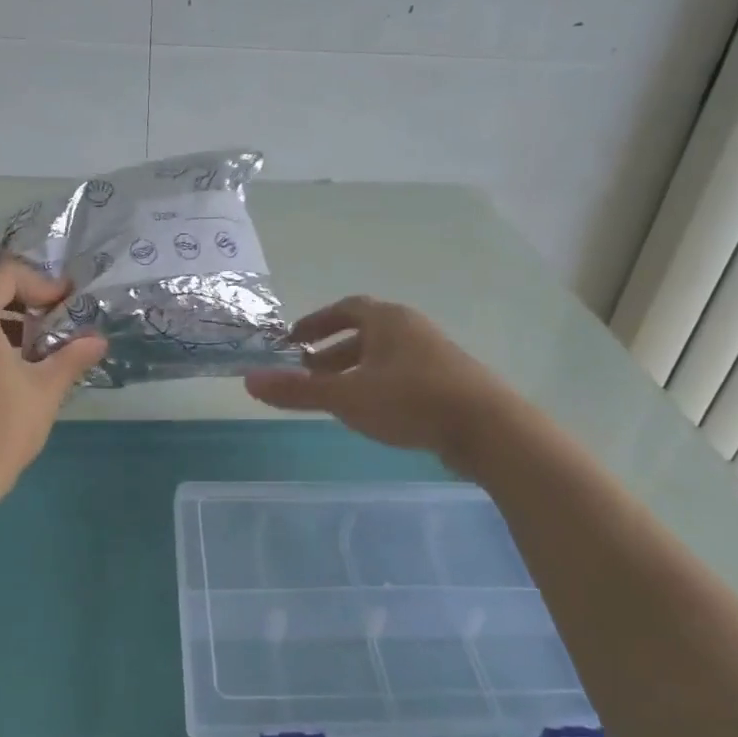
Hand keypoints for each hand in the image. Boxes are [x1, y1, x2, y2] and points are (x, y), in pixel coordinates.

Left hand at [0, 256, 105, 496]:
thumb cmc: (4, 425)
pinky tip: (20, 359)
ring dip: (9, 312)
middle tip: (56, 314)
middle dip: (25, 293)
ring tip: (41, 338)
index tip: (67, 304)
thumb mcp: (47, 386)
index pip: (5, 273)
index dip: (41, 282)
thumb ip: (73, 355)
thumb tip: (98, 340)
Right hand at [244, 296, 508, 473]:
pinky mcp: (448, 382)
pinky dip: (378, 386)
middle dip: (332, 353)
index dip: (316, 322)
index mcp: (387, 320)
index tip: (293, 341)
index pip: (345, 308)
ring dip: (355, 371)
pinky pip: (402, 375)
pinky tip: (372, 413)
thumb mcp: (346, 397)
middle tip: (307, 373)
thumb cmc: (411, 400)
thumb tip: (249, 381)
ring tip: (334, 397)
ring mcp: (434, 355)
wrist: (488, 428)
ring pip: (384, 357)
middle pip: (364, 333)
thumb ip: (298, 391)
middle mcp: (411, 329)